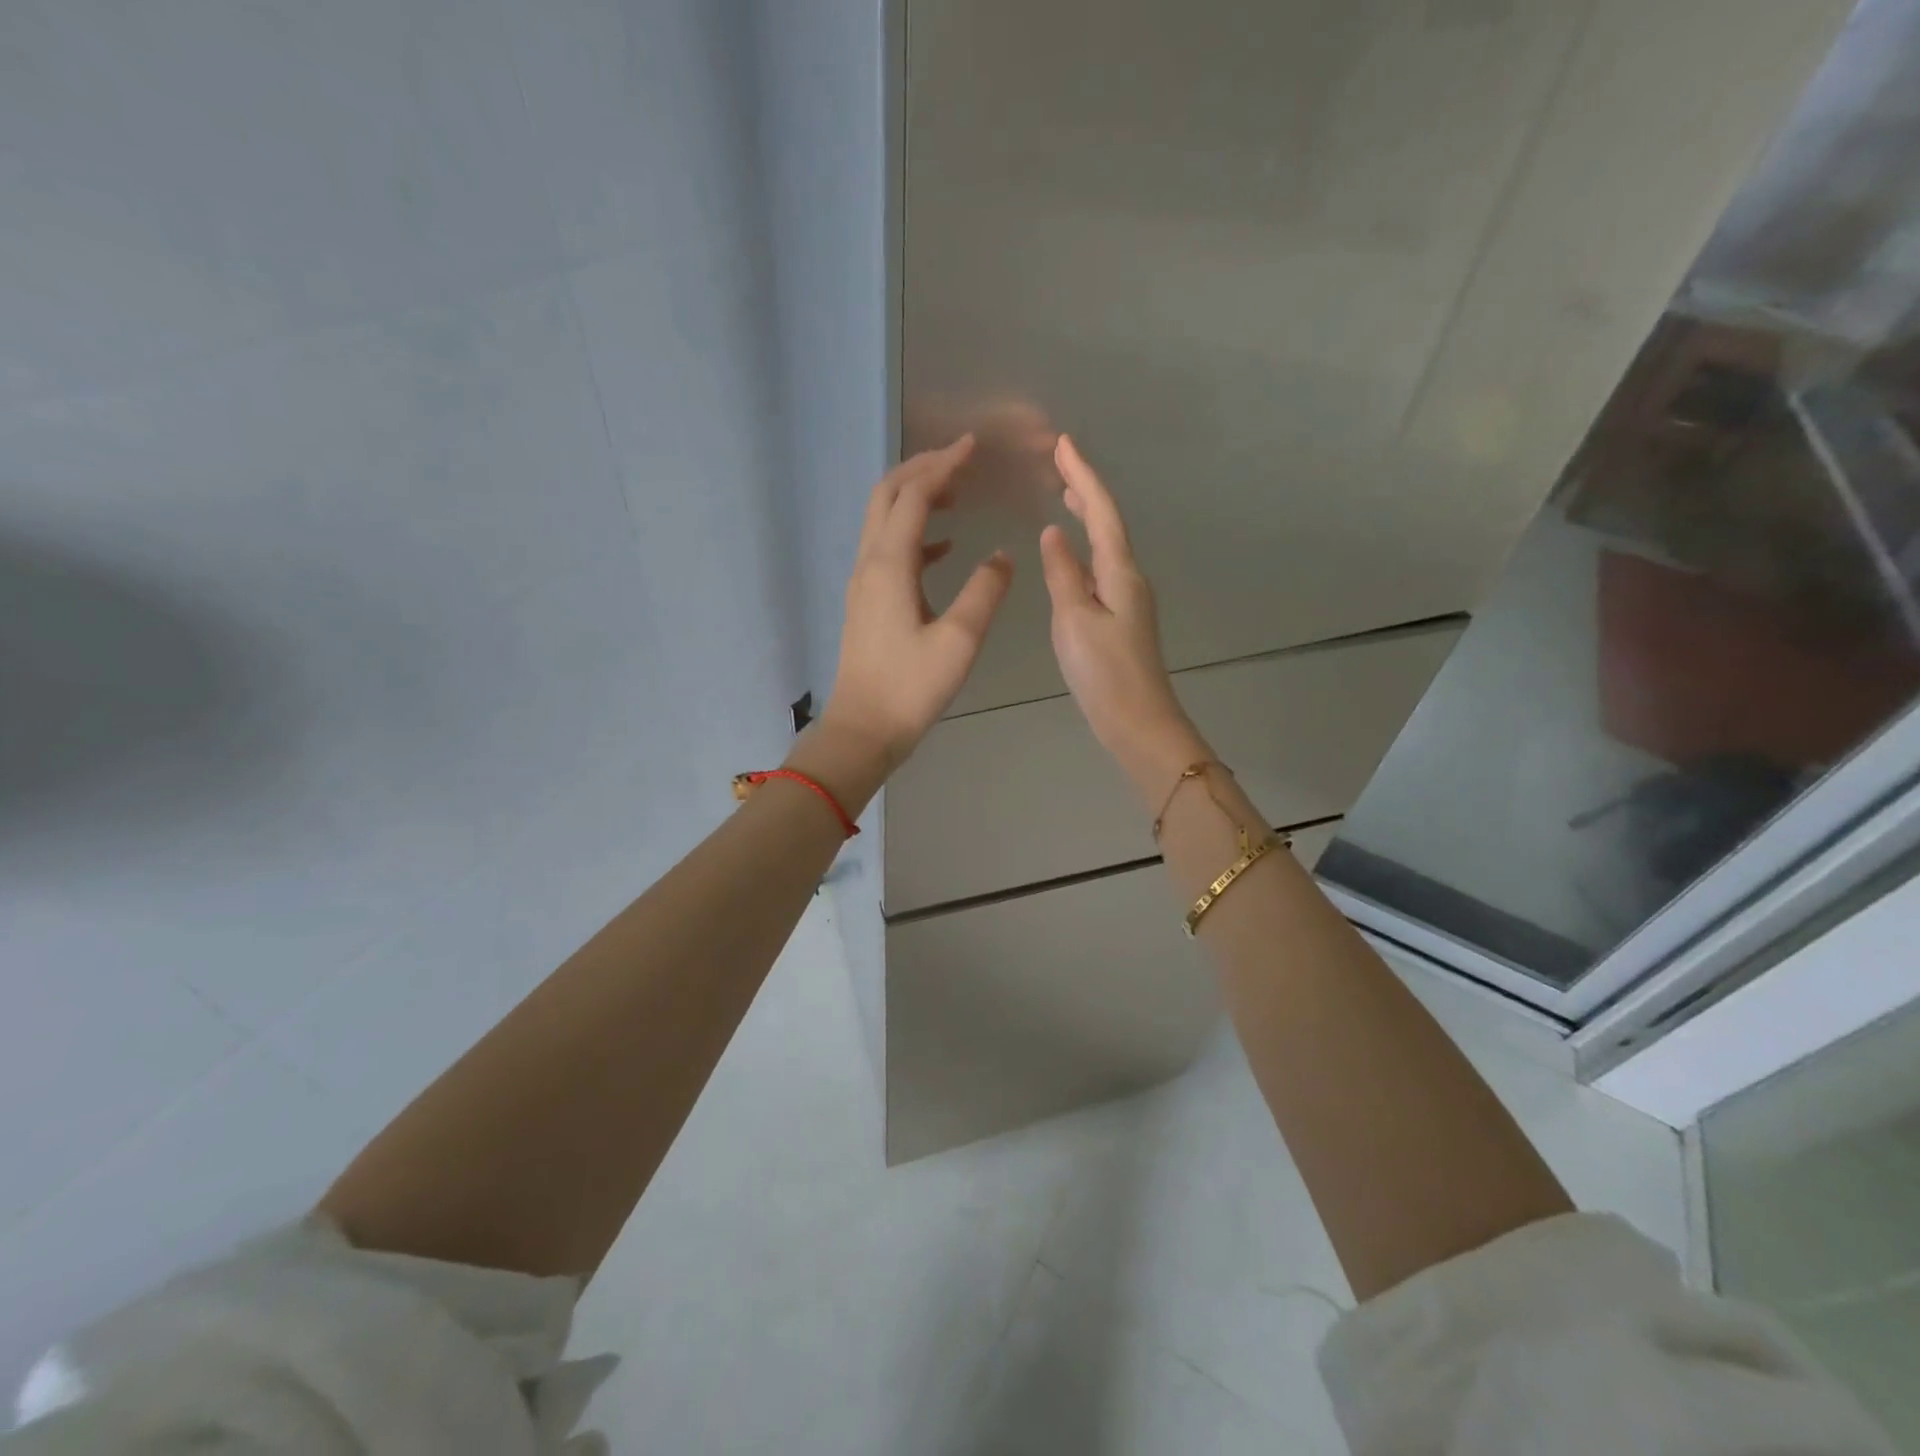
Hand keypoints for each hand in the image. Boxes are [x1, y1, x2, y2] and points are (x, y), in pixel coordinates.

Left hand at [821, 436, 1013, 772]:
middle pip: (887, 496)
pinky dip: (915, 534)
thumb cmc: (911, 688)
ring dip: (915, 497)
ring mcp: (863, 582)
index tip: (972, 448)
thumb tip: (1002, 556)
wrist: (863, 729)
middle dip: (922, 470)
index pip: (913, 495)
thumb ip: (984, 592)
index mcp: (889, 565)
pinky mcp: (866, 602)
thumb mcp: (959, 641)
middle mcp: (869, 563)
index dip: (942, 466)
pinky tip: (944, 547)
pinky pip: (887, 550)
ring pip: (883, 520)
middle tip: (961, 460)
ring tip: (956, 494)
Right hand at [1040, 435, 1208, 804]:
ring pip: (1107, 544)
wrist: (1137, 721)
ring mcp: (1129, 598)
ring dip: (1089, 515)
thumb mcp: (1075, 620)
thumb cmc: (1104, 672)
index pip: (1102, 511)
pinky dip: (1087, 548)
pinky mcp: (1122, 618)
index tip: (1064, 443)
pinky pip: (1102, 567)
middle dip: (1086, 489)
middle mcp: (1130, 577)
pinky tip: (1072, 554)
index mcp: (1120, 572)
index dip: (1083, 475)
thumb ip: (1063, 574)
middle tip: (1060, 462)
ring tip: (1066, 495)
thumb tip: (1056, 532)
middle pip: (1109, 522)